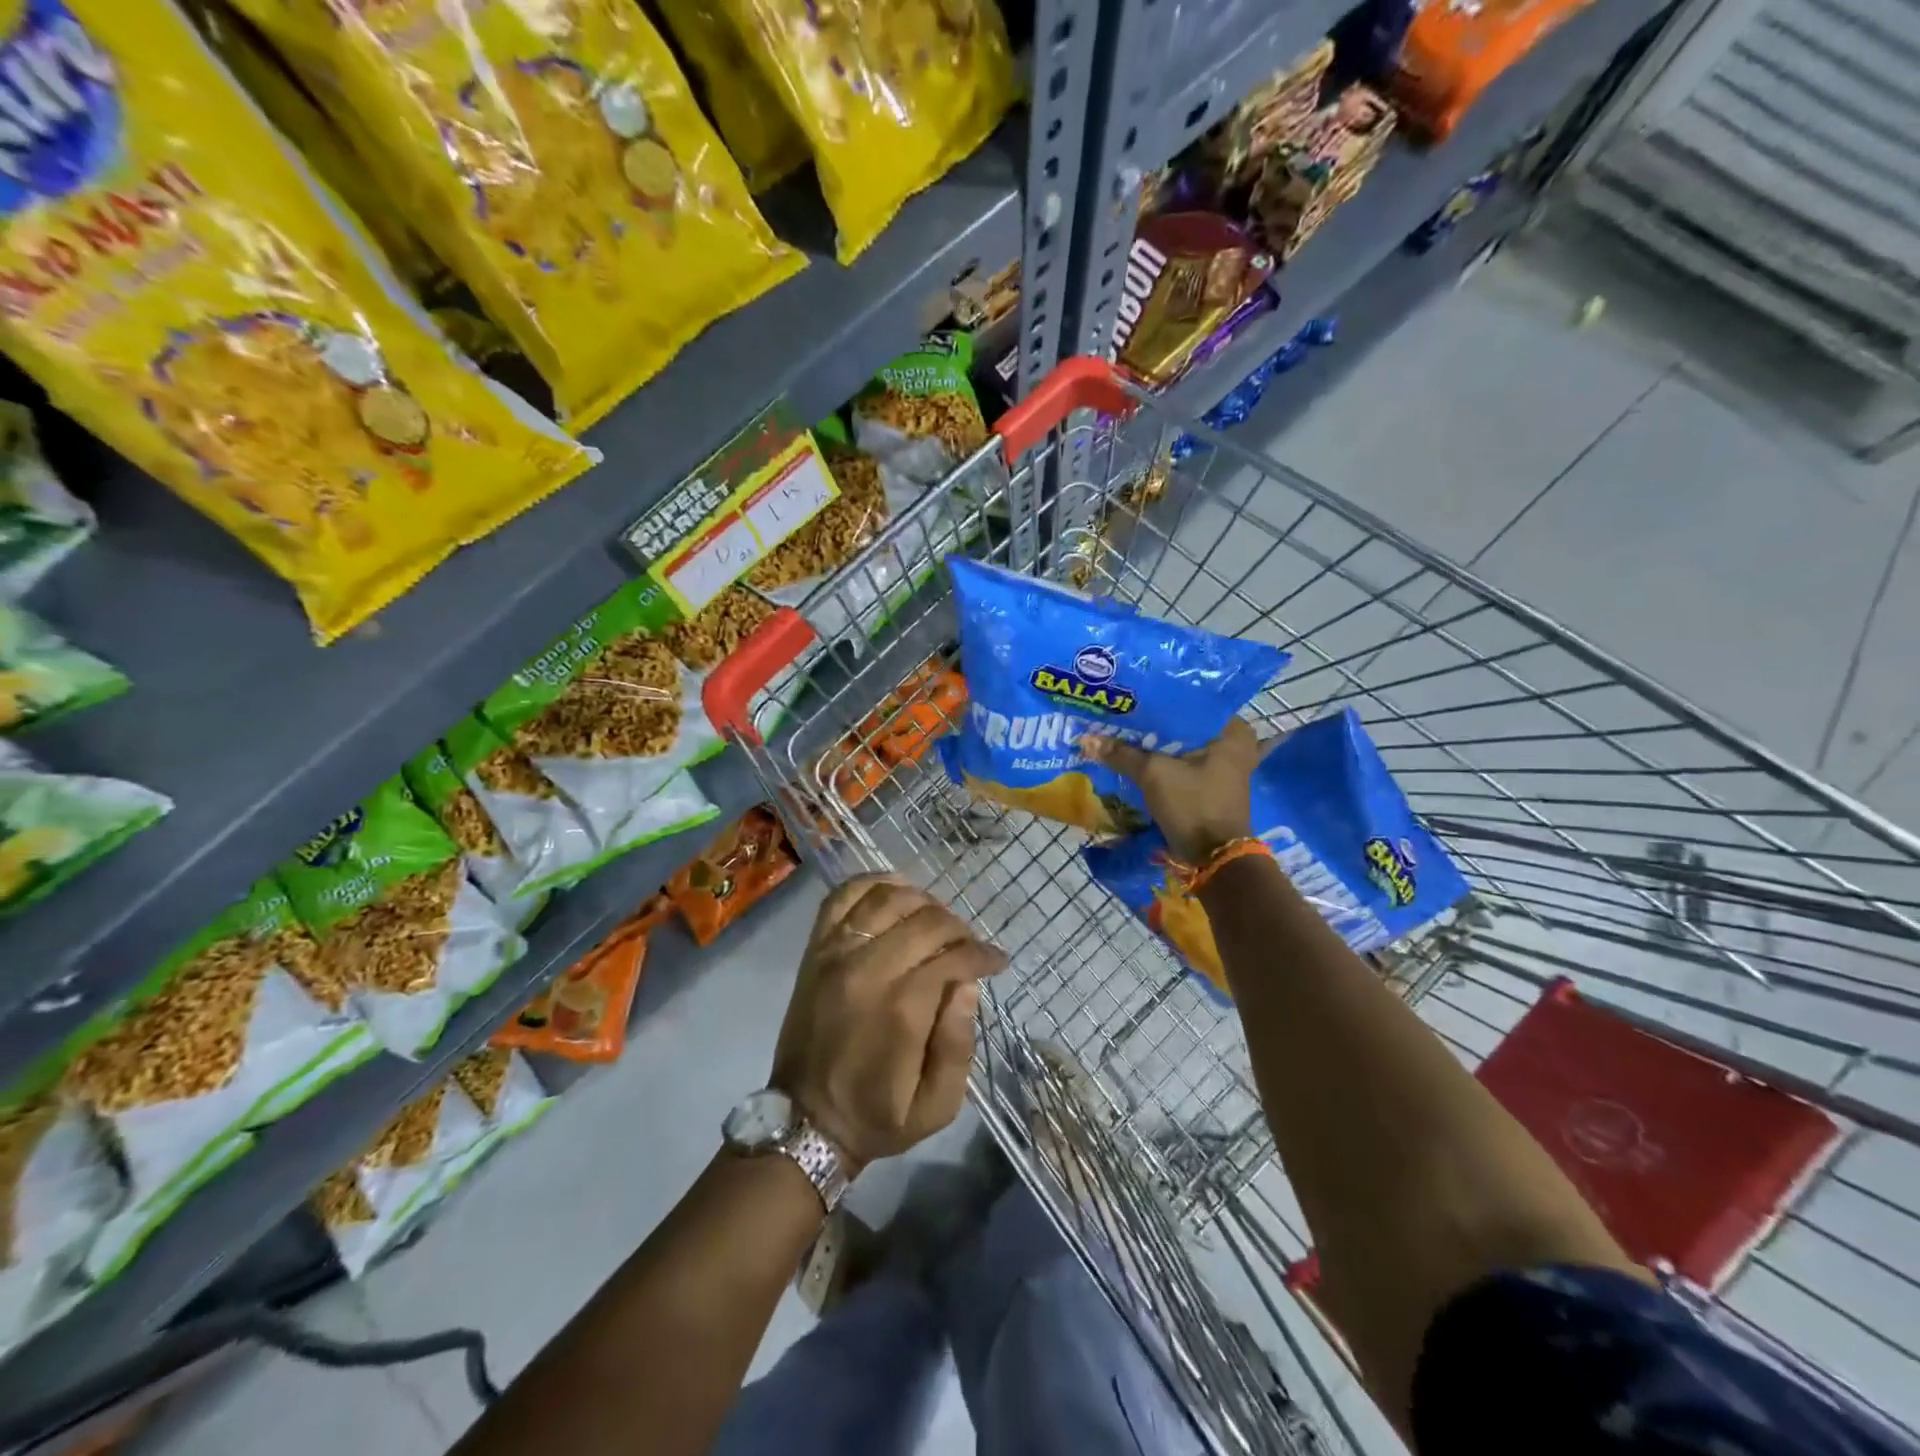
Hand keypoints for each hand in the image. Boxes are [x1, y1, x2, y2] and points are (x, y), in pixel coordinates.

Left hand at [771, 875, 1005, 1172]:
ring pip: (888, 898)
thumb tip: (968, 985)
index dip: (982, 954)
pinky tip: (895, 892)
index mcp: (901, 1009)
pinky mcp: (816, 949)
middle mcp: (867, 969)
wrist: (805, 1120)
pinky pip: (842, 897)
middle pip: (926, 921)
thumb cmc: (877, 1115)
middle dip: (959, 928)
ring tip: (936, 922)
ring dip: (922, 901)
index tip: (996, 962)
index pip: (953, 956)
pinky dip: (872, 884)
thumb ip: (958, 1045)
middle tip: (970, 946)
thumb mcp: (937, 1107)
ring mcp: (836, 953)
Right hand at [1084, 716, 1263, 862]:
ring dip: (1155, 744)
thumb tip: (1085, 739)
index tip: (1130, 695)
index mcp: (1232, 731)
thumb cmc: (1193, 805)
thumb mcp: (1154, 774)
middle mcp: (1234, 744)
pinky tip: (1135, 755)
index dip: (1158, 699)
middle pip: (1184, 725)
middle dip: (1153, 723)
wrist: (1213, 857)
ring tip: (1122, 730)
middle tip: (1121, 711)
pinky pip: (1182, 764)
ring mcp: (1225, 767)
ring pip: (1181, 746)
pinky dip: (1162, 761)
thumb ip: (1122, 753)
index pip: (1190, 701)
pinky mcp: (1212, 785)